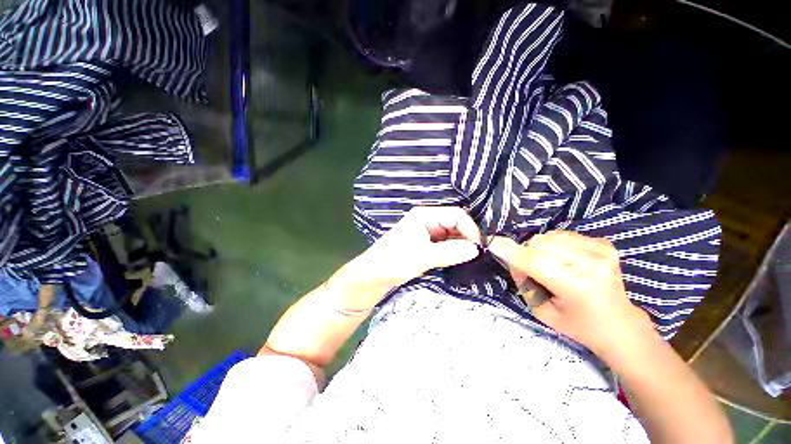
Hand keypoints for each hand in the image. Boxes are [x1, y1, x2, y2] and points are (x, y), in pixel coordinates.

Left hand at [337, 207, 481, 306]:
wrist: (372, 276)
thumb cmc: (394, 261)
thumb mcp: (424, 256)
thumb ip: (451, 252)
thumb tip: (476, 249)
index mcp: (425, 215)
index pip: (456, 214)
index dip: (470, 228)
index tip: (478, 247)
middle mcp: (426, 220)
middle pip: (454, 223)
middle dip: (466, 237)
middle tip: (477, 255)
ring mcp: (425, 233)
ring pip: (450, 235)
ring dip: (460, 245)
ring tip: (470, 259)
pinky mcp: (424, 245)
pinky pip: (444, 244)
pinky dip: (453, 251)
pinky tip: (459, 260)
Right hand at [488, 231, 651, 355]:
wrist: (620, 325)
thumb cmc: (577, 325)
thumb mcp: (541, 311)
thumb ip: (523, 281)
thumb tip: (511, 257)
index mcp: (576, 286)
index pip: (534, 262)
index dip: (510, 251)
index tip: (491, 242)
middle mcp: (591, 264)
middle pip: (540, 244)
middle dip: (527, 253)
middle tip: (533, 270)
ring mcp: (601, 251)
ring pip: (550, 236)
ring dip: (540, 248)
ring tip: (551, 265)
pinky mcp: (604, 244)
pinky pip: (563, 235)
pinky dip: (555, 244)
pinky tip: (564, 260)